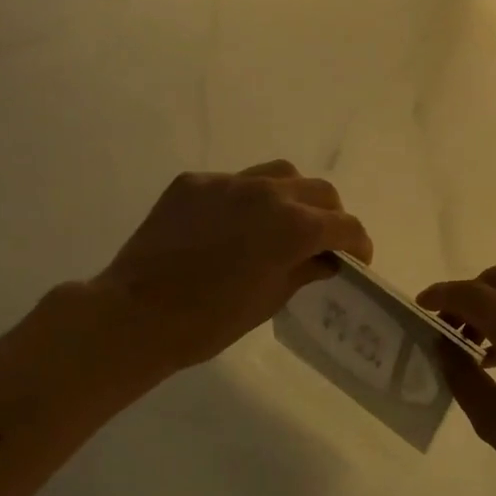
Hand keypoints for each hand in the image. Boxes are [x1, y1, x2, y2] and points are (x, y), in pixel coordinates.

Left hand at [77, 161, 372, 379]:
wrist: (136, 314)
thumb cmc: (210, 321)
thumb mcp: (270, 300)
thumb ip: (305, 271)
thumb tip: (324, 260)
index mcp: (295, 227)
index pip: (345, 225)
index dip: (358, 244)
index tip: (356, 259)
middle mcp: (269, 193)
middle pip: (320, 191)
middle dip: (331, 216)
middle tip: (323, 241)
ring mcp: (229, 182)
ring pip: (280, 174)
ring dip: (293, 196)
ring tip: (282, 221)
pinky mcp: (194, 182)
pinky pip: (235, 182)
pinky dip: (247, 199)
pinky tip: (232, 225)